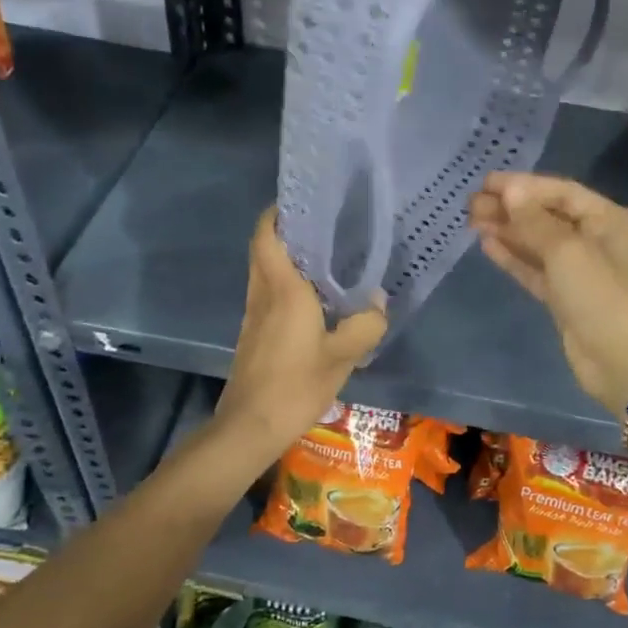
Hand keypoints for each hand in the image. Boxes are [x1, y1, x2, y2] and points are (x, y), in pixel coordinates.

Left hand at [212, 208, 386, 466]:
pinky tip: (313, 298)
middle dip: (285, 231)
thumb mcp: (342, 357)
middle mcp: (262, 294)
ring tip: (323, 257)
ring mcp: (253, 315)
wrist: (250, 426)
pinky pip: (267, 294)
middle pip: (263, 249)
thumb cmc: (295, 385)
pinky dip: (284, 283)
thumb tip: (378, 301)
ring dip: (285, 257)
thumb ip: (365, 325)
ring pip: (263, 271)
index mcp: (282, 290)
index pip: (268, 235)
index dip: (278, 213)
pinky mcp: (252, 334)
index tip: (302, 201)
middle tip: (322, 226)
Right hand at [468, 173, 627, 413]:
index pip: (561, 192)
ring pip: (539, 243)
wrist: (626, 365)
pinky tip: (488, 246)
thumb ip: (535, 221)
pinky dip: (514, 258)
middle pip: (548, 216)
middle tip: (471, 204)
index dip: (523, 185)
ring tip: (472, 221)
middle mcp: (598, 240)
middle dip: (511, 208)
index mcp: (610, 220)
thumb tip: (510, 190)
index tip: (486, 183)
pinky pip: (537, 269)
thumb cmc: (603, 299)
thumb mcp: (568, 252)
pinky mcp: (567, 298)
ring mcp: (582, 271)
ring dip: (508, 231)